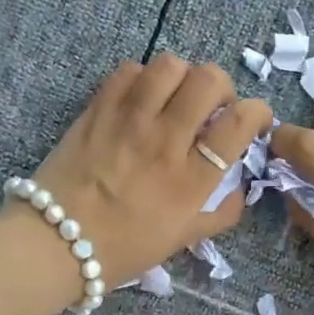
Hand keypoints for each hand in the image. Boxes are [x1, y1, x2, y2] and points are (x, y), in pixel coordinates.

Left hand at [23, 55, 271, 288]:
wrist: (56, 242)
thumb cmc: (122, 248)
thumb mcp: (181, 241)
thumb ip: (220, 214)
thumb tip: (241, 188)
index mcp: (192, 179)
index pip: (240, 122)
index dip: (257, 112)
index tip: (252, 121)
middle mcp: (165, 141)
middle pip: (209, 80)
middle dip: (221, 88)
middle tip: (211, 108)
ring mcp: (129, 121)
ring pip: (170, 66)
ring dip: (182, 77)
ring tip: (174, 98)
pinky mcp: (98, 109)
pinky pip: (129, 70)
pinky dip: (143, 78)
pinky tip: (140, 100)